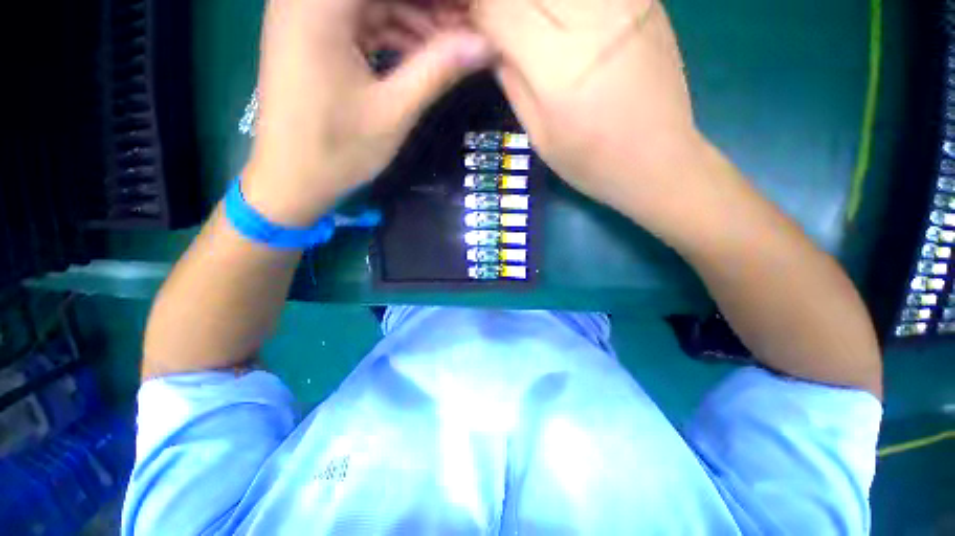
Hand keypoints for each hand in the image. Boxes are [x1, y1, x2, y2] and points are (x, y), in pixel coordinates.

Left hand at [243, 0, 492, 225]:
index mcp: (321, 3)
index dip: (437, 1)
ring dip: (414, 19)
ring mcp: (305, 14)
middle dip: (428, 8)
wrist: (291, 179)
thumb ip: (438, 69)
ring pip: (372, 2)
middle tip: (465, 30)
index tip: (468, 16)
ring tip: (451, 47)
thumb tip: (484, 45)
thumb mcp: (395, 110)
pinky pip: (359, 20)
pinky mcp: (310, 35)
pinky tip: (420, 54)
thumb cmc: (339, 149)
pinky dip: (392, 33)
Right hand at [473, 0, 705, 225]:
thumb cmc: (591, 163)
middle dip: (504, 6)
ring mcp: (627, 2)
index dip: (478, 12)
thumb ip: (512, 81)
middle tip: (503, 31)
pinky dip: (565, 4)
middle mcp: (595, 19)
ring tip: (534, 33)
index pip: (500, 9)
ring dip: (535, 4)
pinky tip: (561, 22)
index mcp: (561, 65)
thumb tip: (491, 42)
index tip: (472, 27)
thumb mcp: (539, 135)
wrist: (659, 161)